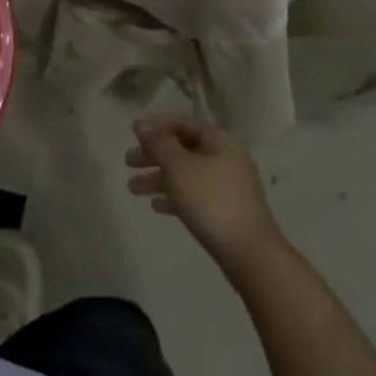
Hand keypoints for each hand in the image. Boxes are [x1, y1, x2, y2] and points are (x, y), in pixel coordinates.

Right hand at [126, 115, 283, 278]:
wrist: (248, 251)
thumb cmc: (210, 199)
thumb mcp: (178, 167)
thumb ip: (158, 143)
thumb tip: (141, 124)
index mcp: (219, 140)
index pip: (184, 124)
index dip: (157, 126)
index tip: (132, 134)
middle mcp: (226, 158)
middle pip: (183, 149)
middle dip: (153, 155)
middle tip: (127, 163)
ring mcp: (227, 185)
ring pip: (186, 174)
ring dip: (159, 178)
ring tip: (132, 189)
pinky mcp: (226, 210)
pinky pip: (195, 195)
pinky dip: (174, 196)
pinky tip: (155, 206)